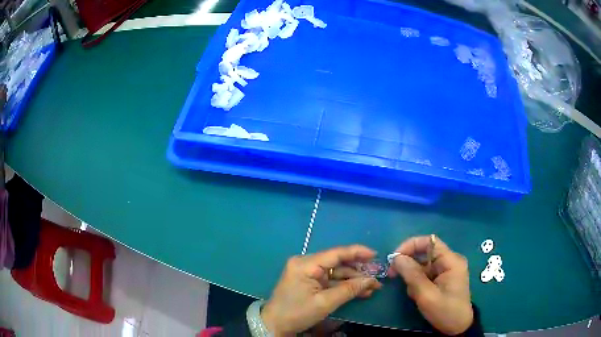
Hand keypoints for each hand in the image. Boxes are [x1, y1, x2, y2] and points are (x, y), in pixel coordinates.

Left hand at [262, 245, 382, 335]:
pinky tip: (360, 292)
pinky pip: (330, 281)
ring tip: (373, 288)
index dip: (357, 252)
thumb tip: (371, 280)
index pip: (336, 253)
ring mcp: (307, 273)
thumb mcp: (324, 303)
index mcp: (306, 264)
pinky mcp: (308, 282)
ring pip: (335, 273)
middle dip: (358, 271)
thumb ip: (348, 290)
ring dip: (353, 281)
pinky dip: (344, 286)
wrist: (275, 325)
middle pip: (337, 263)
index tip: (375, 255)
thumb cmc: (297, 313)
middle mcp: (306, 264)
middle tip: (377, 277)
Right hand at [389, 236, 472, 335]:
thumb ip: (412, 275)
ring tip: (413, 293)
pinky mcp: (442, 278)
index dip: (410, 245)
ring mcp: (446, 270)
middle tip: (393, 275)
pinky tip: (417, 295)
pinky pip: (425, 274)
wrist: (457, 327)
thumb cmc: (445, 311)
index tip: (394, 259)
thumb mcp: (426, 295)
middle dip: (408, 263)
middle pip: (424, 253)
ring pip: (423, 265)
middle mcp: (449, 261)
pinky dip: (417, 282)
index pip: (429, 242)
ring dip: (412, 276)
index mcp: (451, 261)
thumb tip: (396, 258)